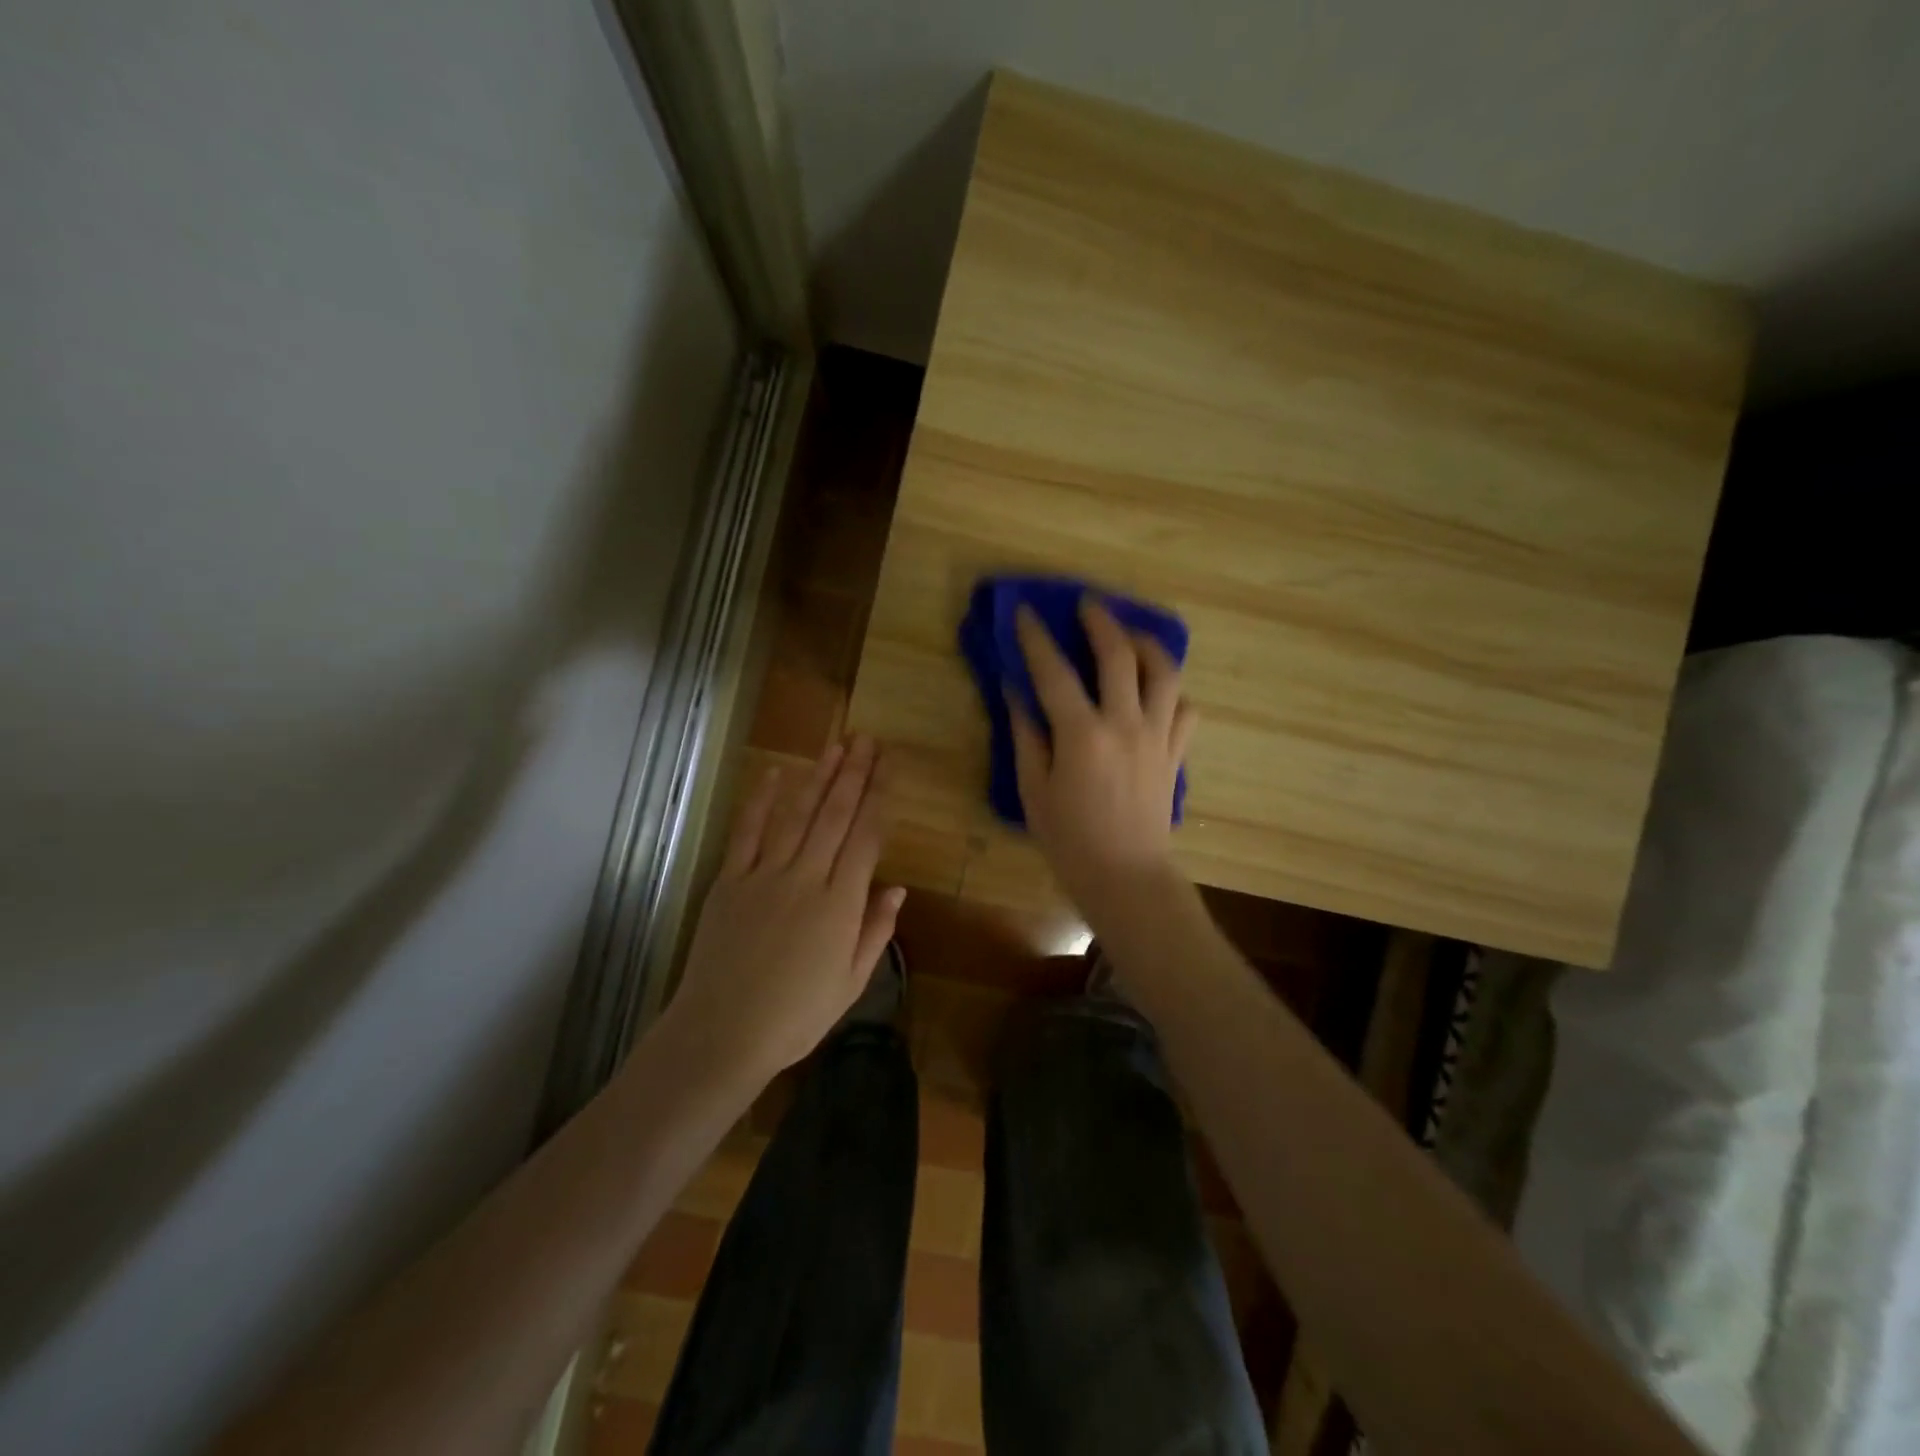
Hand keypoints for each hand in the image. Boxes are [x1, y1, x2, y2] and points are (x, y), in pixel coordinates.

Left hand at [665, 736, 904, 1084]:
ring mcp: (764, 875)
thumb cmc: (795, 1017)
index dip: (879, 797)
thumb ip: (875, 931)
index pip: (866, 837)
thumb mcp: (851, 983)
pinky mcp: (730, 881)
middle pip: (834, 816)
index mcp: (840, 904)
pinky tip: (774, 774)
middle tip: (866, 740)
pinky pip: (747, 832)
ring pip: (796, 815)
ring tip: (835, 747)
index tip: (888, 767)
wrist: (722, 1033)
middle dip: (853, 775)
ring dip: (817, 778)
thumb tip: (897, 888)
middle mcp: (806, 878)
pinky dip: (761, 801)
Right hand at [1009, 598, 1197, 916]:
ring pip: (1164, 672)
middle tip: (1088, 603)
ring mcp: (1158, 736)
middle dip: (1101, 621)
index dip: (1036, 638)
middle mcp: (1125, 724)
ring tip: (1131, 635)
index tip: (1026, 612)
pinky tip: (1157, 690)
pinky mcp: (1175, 753)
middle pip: (1119, 655)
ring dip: (1147, 644)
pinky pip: (1185, 708)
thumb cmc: (1070, 840)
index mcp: (1082, 735)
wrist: (1126, 877)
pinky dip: (1172, 691)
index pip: (1054, 672)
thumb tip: (1016, 693)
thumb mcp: (1034, 790)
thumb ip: (1027, 736)